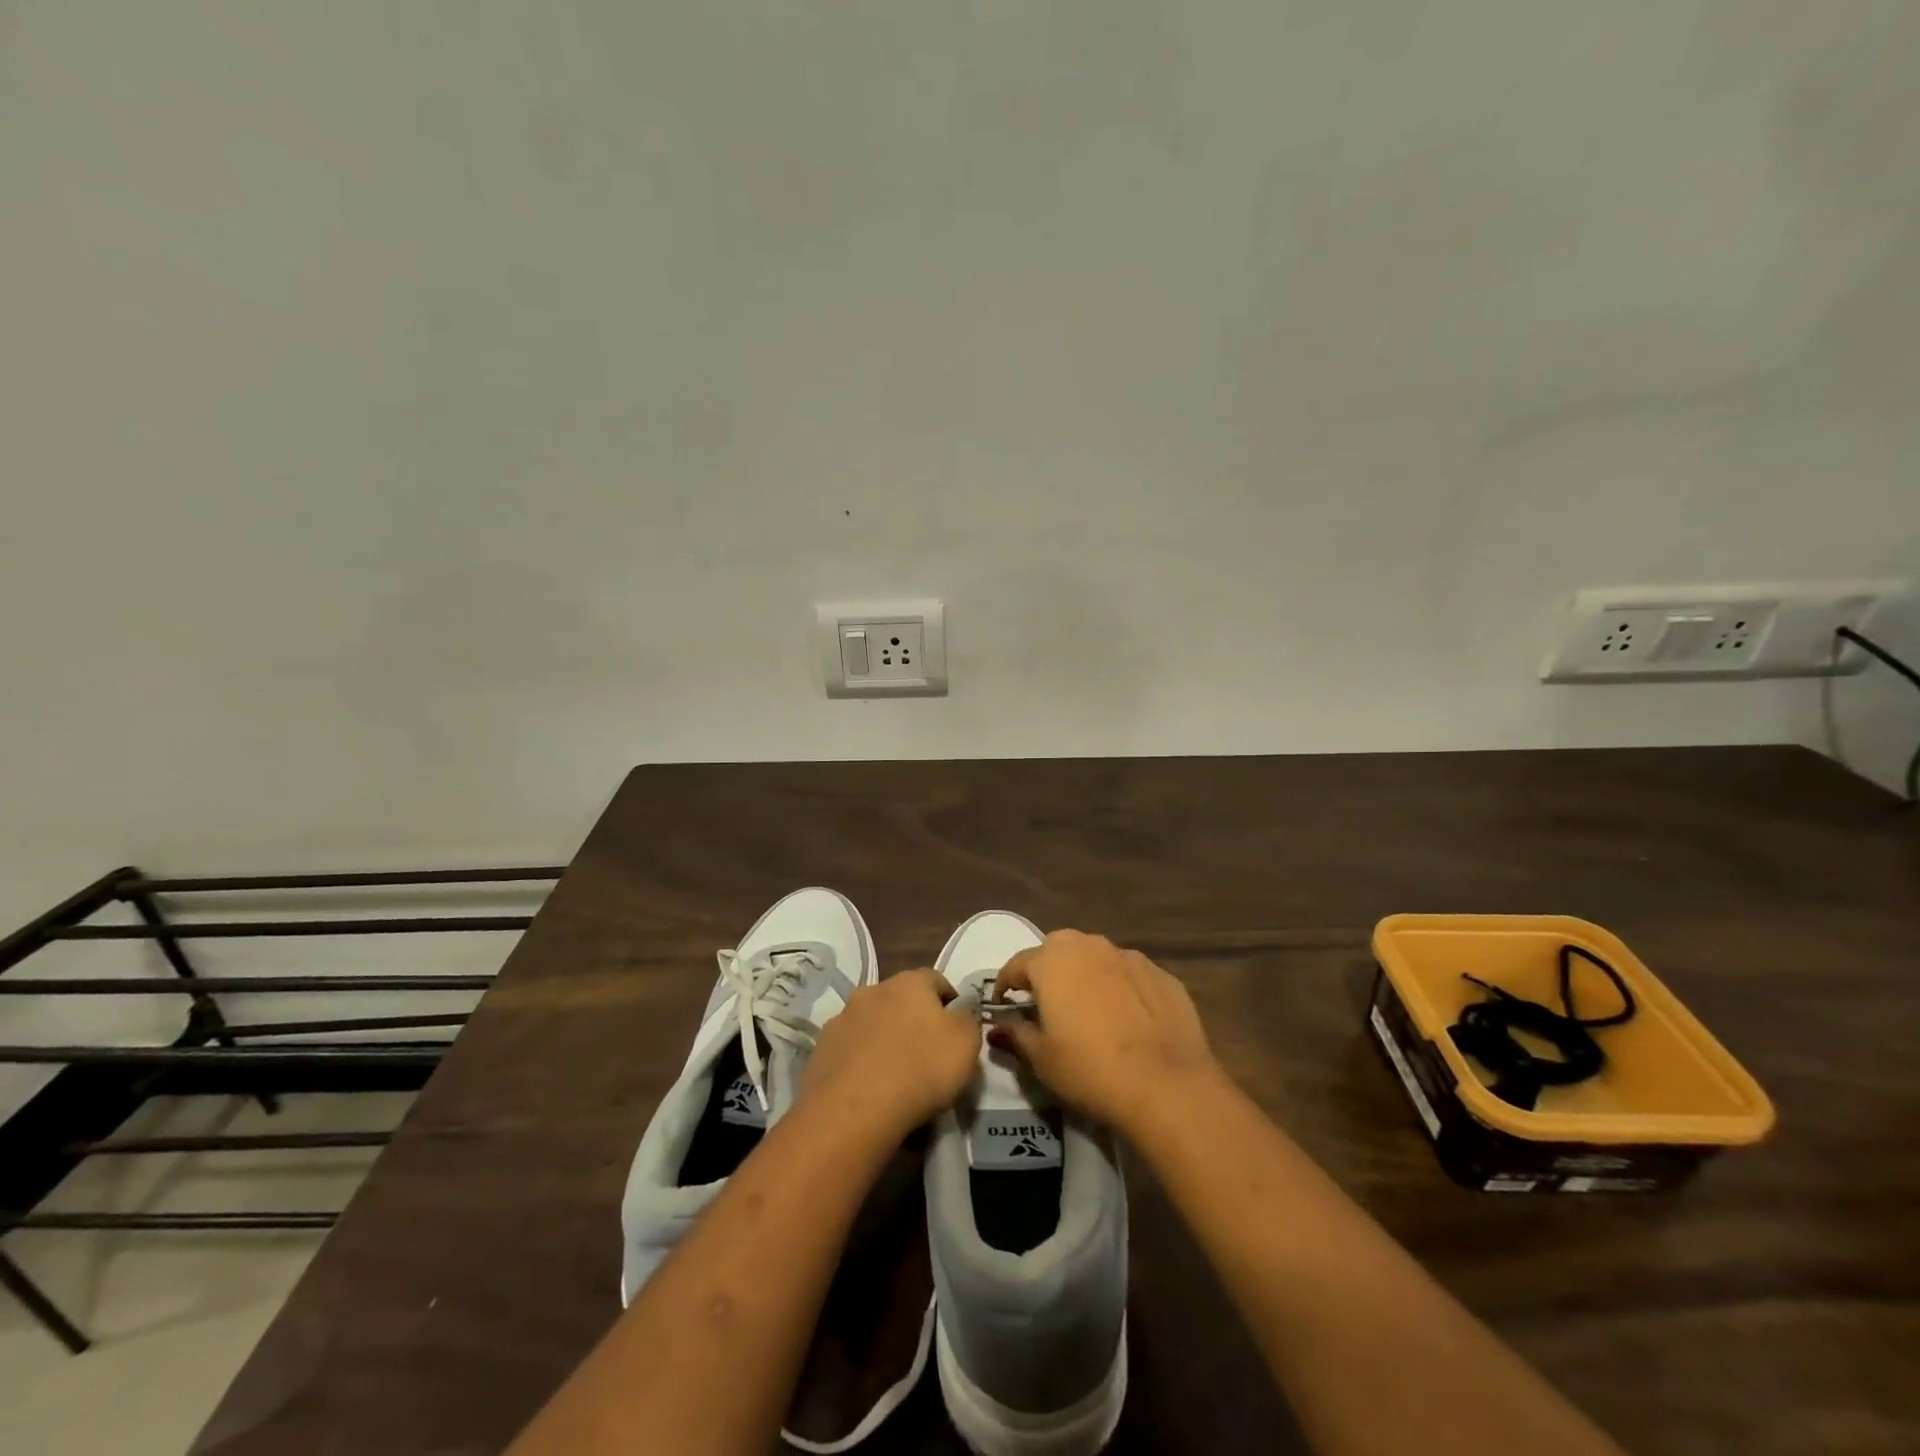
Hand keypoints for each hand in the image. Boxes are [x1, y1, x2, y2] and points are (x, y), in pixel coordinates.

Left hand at [802, 970, 979, 1140]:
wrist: (853, 1112)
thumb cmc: (920, 1070)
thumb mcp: (966, 1044)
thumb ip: (968, 1019)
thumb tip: (960, 1010)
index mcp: (910, 982)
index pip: (937, 980)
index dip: (950, 1002)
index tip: (957, 1031)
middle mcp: (873, 990)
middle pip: (901, 1000)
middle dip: (913, 1020)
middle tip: (926, 1054)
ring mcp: (842, 1018)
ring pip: (872, 1023)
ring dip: (884, 1039)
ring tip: (895, 1075)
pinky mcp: (821, 1048)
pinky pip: (850, 1049)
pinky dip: (860, 1061)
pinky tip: (869, 1088)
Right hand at [991, 929, 1218, 1133]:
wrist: (1167, 1085)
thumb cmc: (1090, 1069)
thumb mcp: (1042, 1059)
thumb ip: (1017, 1035)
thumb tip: (998, 1028)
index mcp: (1052, 961)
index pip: (1017, 964)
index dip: (1006, 985)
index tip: (1003, 1004)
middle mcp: (1089, 946)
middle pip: (1058, 951)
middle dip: (1047, 972)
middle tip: (1045, 1004)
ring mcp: (1129, 957)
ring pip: (1096, 959)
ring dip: (1086, 977)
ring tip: (1088, 1010)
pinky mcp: (1162, 975)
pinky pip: (1129, 976)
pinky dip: (1121, 989)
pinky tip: (1126, 1020)